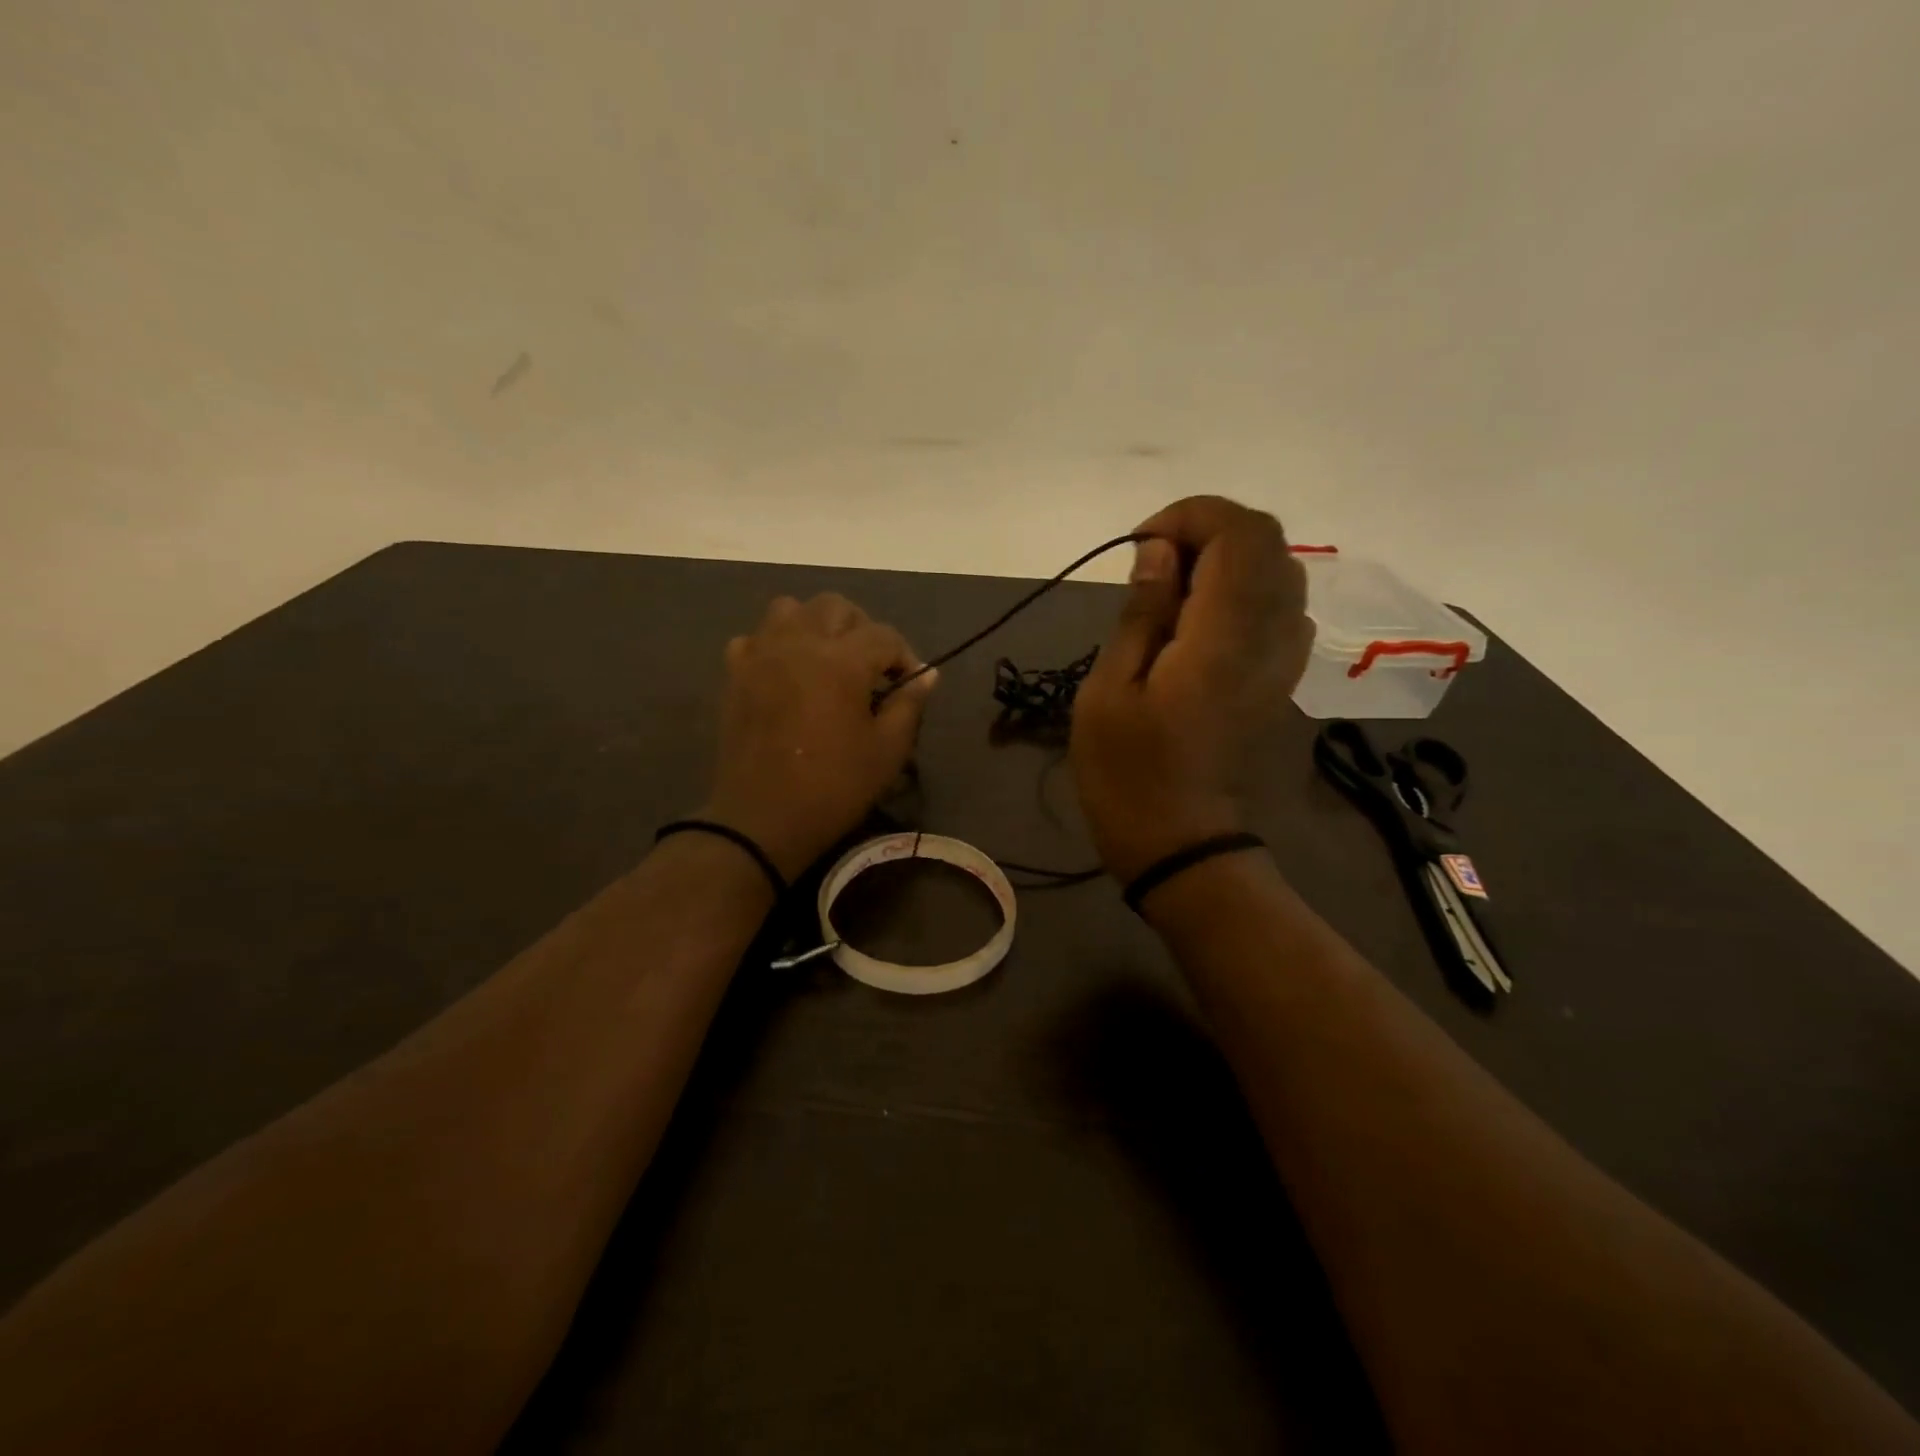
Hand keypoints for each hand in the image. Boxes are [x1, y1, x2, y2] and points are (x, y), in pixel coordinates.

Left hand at [700, 593, 936, 879]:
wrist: (763, 818)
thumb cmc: (834, 787)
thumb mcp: (887, 751)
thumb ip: (909, 704)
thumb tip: (926, 674)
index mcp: (842, 661)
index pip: (884, 635)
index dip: (904, 656)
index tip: (909, 684)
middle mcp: (800, 643)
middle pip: (836, 607)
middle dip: (862, 630)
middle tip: (871, 667)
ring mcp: (762, 654)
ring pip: (790, 609)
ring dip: (815, 625)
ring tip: (827, 659)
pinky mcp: (736, 673)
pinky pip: (756, 638)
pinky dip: (774, 645)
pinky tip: (786, 672)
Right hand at [1071, 496, 1313, 882]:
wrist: (1185, 844)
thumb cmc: (1130, 774)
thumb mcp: (1109, 691)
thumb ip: (1141, 612)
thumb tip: (1158, 551)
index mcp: (1224, 636)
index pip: (1239, 532)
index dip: (1191, 516)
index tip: (1143, 546)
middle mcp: (1271, 637)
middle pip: (1267, 542)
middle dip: (1208, 531)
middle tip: (1153, 566)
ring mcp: (1285, 660)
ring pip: (1279, 571)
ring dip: (1226, 561)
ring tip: (1171, 595)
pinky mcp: (1283, 680)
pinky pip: (1279, 608)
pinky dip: (1242, 592)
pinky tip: (1199, 626)